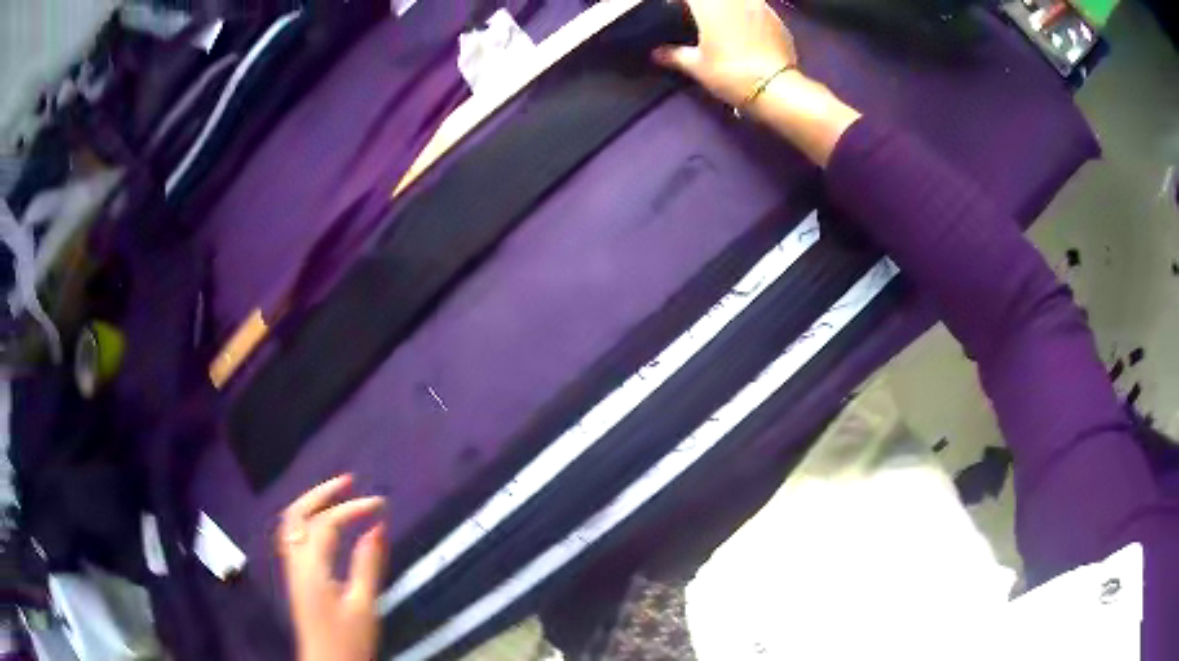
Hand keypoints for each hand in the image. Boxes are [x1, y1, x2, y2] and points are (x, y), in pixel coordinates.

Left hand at [277, 475, 386, 660]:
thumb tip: (377, 528)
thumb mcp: (364, 604)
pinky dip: (307, 519)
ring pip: (290, 523)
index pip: (326, 524)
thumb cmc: (348, 639)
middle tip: (349, 481)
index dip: (352, 509)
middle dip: (321, 493)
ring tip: (337, 494)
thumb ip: (368, 564)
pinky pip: (293, 535)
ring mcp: (292, 568)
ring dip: (311, 503)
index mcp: (311, 568)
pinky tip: (323, 523)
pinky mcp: (296, 577)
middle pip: (296, 514)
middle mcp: (295, 562)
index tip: (380, 504)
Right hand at [652, 0, 797, 106]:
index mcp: (710, 5)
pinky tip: (746, 28)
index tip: (675, 9)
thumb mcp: (697, 66)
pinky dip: (748, 13)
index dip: (682, 3)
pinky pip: (757, 6)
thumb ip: (675, 55)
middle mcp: (735, 0)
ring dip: (729, 7)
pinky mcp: (777, 18)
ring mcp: (759, 6)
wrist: (776, 88)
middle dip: (705, 6)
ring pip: (739, 0)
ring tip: (724, 21)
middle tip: (698, 16)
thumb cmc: (730, 73)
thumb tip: (656, 53)